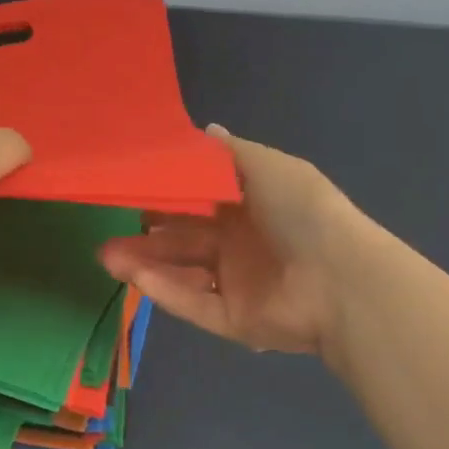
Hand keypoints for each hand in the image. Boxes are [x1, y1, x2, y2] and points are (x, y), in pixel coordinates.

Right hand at [99, 126, 365, 355]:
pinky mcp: (234, 320)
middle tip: (108, 228)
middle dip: (147, 234)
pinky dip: (166, 292)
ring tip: (106, 256)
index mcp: (251, 206)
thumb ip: (230, 152)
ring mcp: (237, 284)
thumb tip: (206, 128)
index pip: (199, 200)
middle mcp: (241, 244)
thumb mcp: (268, 167)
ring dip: (145, 263)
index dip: (167, 195)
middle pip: (184, 239)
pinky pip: (194, 304)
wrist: (342, 280)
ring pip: (182, 273)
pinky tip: (135, 277)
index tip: (131, 188)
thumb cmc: (303, 213)